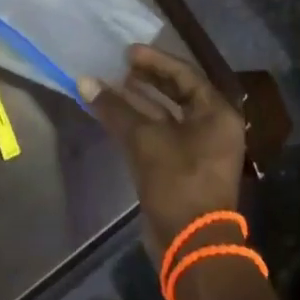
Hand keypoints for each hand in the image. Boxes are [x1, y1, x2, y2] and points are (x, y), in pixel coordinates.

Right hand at [81, 45, 245, 257]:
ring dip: (140, 101)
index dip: (154, 61)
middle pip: (177, 92)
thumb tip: (84, 80)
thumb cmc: (178, 182)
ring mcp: (200, 149)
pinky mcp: (184, 168)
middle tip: (119, 66)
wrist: (192, 247)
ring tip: (112, 86)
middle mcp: (213, 127)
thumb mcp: (144, 140)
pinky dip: (140, 123)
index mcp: (216, 113)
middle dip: (147, 79)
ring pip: (166, 115)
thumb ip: (115, 108)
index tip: (127, 52)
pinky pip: (161, 135)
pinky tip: (115, 115)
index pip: (184, 74)